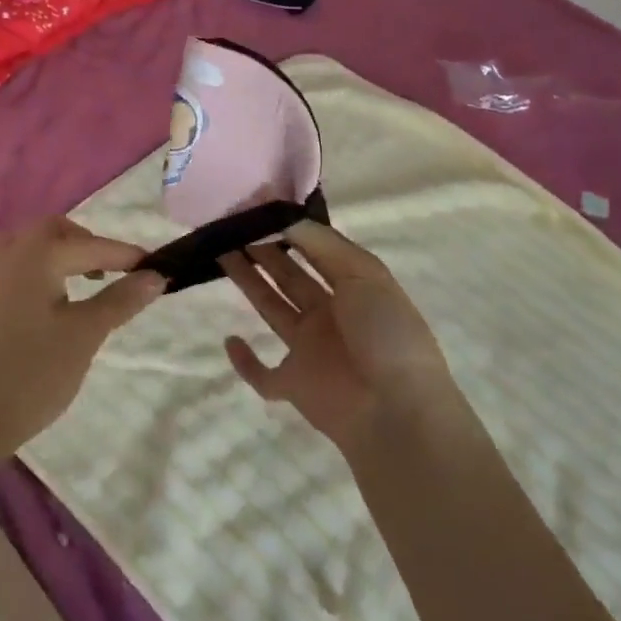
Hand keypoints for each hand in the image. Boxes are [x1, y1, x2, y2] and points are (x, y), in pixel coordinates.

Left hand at [0, 216, 161, 461]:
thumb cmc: (34, 372)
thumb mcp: (86, 334)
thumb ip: (121, 299)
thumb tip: (155, 275)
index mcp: (38, 253)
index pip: (93, 246)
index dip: (128, 257)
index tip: (160, 267)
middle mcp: (13, 253)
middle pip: (58, 231)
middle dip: (90, 245)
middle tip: (117, 271)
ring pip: (35, 244)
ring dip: (64, 252)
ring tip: (87, 280)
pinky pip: (21, 264)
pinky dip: (45, 268)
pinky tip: (57, 298)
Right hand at [222, 221, 455, 456]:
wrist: (398, 413)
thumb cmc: (386, 334)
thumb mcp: (363, 275)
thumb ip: (322, 244)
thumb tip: (283, 217)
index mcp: (353, 287)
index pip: (316, 251)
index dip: (290, 230)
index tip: (258, 208)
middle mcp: (330, 314)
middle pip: (289, 275)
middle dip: (264, 251)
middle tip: (231, 226)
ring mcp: (310, 350)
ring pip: (272, 309)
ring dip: (249, 283)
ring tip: (221, 254)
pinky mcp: (294, 384)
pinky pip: (262, 374)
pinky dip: (245, 362)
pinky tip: (230, 340)